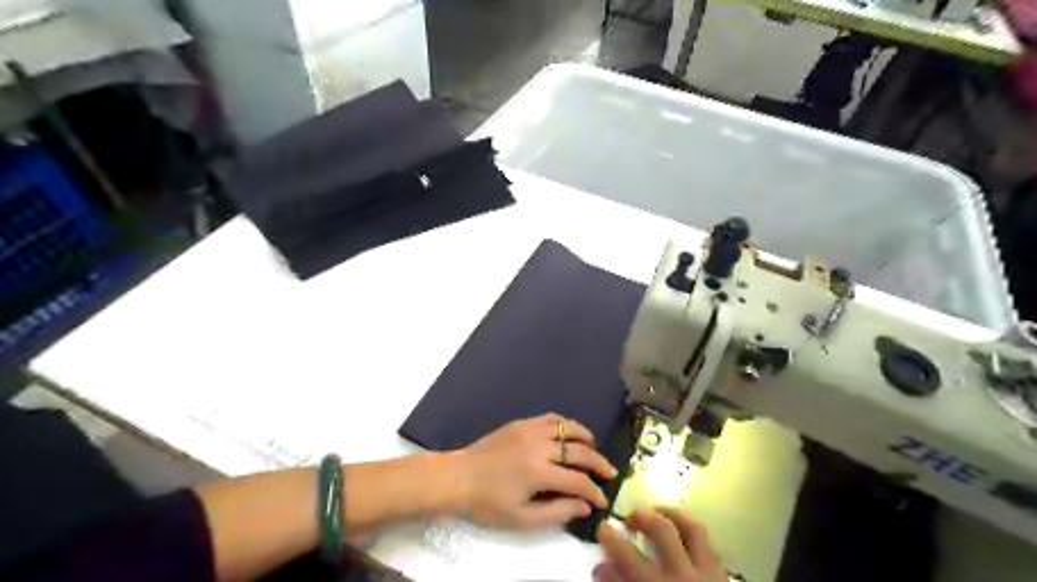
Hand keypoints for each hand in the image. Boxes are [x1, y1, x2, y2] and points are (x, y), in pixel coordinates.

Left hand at [447, 412, 613, 530]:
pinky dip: (566, 425)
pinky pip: (551, 418)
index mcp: (539, 472)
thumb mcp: (522, 518)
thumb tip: (585, 506)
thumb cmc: (488, 503)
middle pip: (580, 451)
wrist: (459, 477)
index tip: (603, 499)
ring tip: (594, 450)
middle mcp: (539, 446)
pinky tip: (570, 434)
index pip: (578, 480)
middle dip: (599, 463)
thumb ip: (557, 511)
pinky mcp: (522, 422)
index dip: (595, 491)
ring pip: (568, 427)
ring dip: (586, 439)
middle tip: (610, 472)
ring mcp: (530, 430)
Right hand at [595, 507, 722, 581]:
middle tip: (629, 518)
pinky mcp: (723, 578)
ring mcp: (708, 575)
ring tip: (658, 511)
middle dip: (641, 517)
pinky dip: (693, 533)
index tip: (602, 529)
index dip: (610, 539)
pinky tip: (683, 534)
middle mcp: (683, 576)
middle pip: (661, 530)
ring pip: (692, 529)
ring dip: (672, 514)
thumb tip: (601, 569)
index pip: (627, 555)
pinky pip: (709, 545)